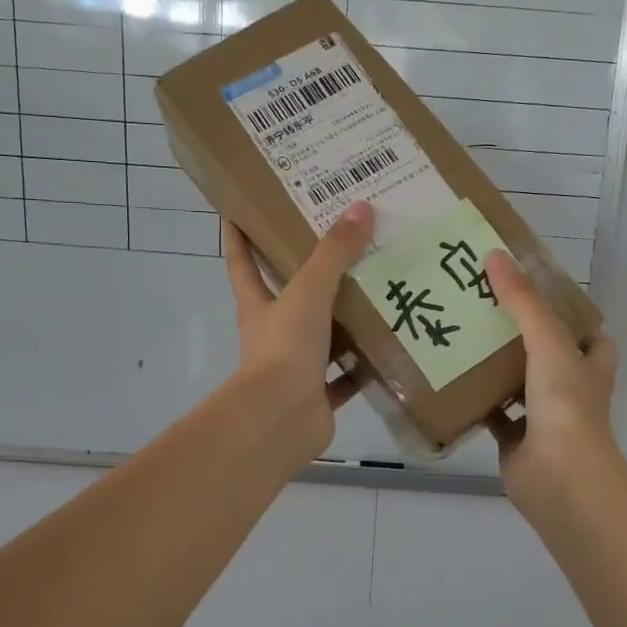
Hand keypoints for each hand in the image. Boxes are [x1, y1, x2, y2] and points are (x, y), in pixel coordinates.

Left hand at [223, 201, 374, 464]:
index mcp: (259, 306)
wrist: (282, 418)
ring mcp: (295, 367)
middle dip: (309, 276)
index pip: (242, 264)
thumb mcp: (309, 291)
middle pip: (288, 298)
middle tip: (341, 246)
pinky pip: (345, 377)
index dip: (238, 238)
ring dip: (344, 321)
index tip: (237, 211)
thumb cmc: (285, 347)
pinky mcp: (318, 395)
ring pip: (322, 337)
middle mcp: (274, 334)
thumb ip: (334, 253)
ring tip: (378, 293)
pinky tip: (389, 347)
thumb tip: (360, 208)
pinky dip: (363, 366)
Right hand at [485, 250, 621, 513]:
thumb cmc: (565, 404)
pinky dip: (475, 402)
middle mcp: (570, 389)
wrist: (559, 476)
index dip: (569, 314)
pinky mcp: (516, 441)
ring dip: (496, 366)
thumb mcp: (548, 341)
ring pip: (518, 384)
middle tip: (485, 306)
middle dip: (521, 335)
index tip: (534, 291)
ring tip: (462, 334)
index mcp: (589, 365)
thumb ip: (523, 302)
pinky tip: (449, 380)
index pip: (588, 333)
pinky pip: (494, 415)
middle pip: (547, 354)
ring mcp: (544, 417)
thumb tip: (495, 256)